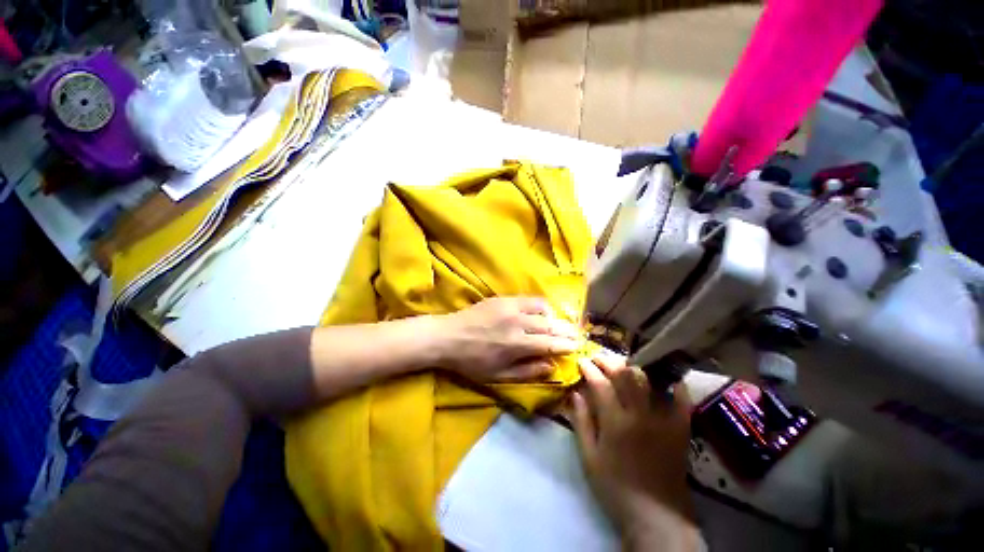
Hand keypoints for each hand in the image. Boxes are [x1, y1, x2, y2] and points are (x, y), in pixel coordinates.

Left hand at [436, 296, 580, 381]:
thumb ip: (527, 371)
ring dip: (554, 317)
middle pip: (550, 325)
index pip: (550, 344)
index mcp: (516, 345)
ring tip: (558, 324)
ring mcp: (510, 307)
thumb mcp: (498, 376)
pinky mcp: (503, 298)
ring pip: (542, 309)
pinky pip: (529, 299)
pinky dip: (540, 307)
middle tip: (577, 334)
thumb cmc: (472, 361)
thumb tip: (552, 366)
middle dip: (567, 330)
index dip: (566, 345)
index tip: (578, 347)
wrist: (448, 336)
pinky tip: (541, 313)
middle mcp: (517, 323)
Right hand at [571, 353, 699, 549]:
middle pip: (625, 375)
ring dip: (634, 368)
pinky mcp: (680, 429)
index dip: (589, 369)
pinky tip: (667, 379)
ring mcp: (663, 420)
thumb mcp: (589, 457)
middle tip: (598, 358)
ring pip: (649, 381)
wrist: (655, 516)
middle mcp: (640, 414)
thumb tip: (576, 393)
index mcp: (615, 422)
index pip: (600, 384)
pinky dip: (675, 386)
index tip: (582, 361)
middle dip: (609, 361)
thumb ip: (581, 422)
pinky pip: (681, 401)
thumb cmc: (615, 488)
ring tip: (623, 365)